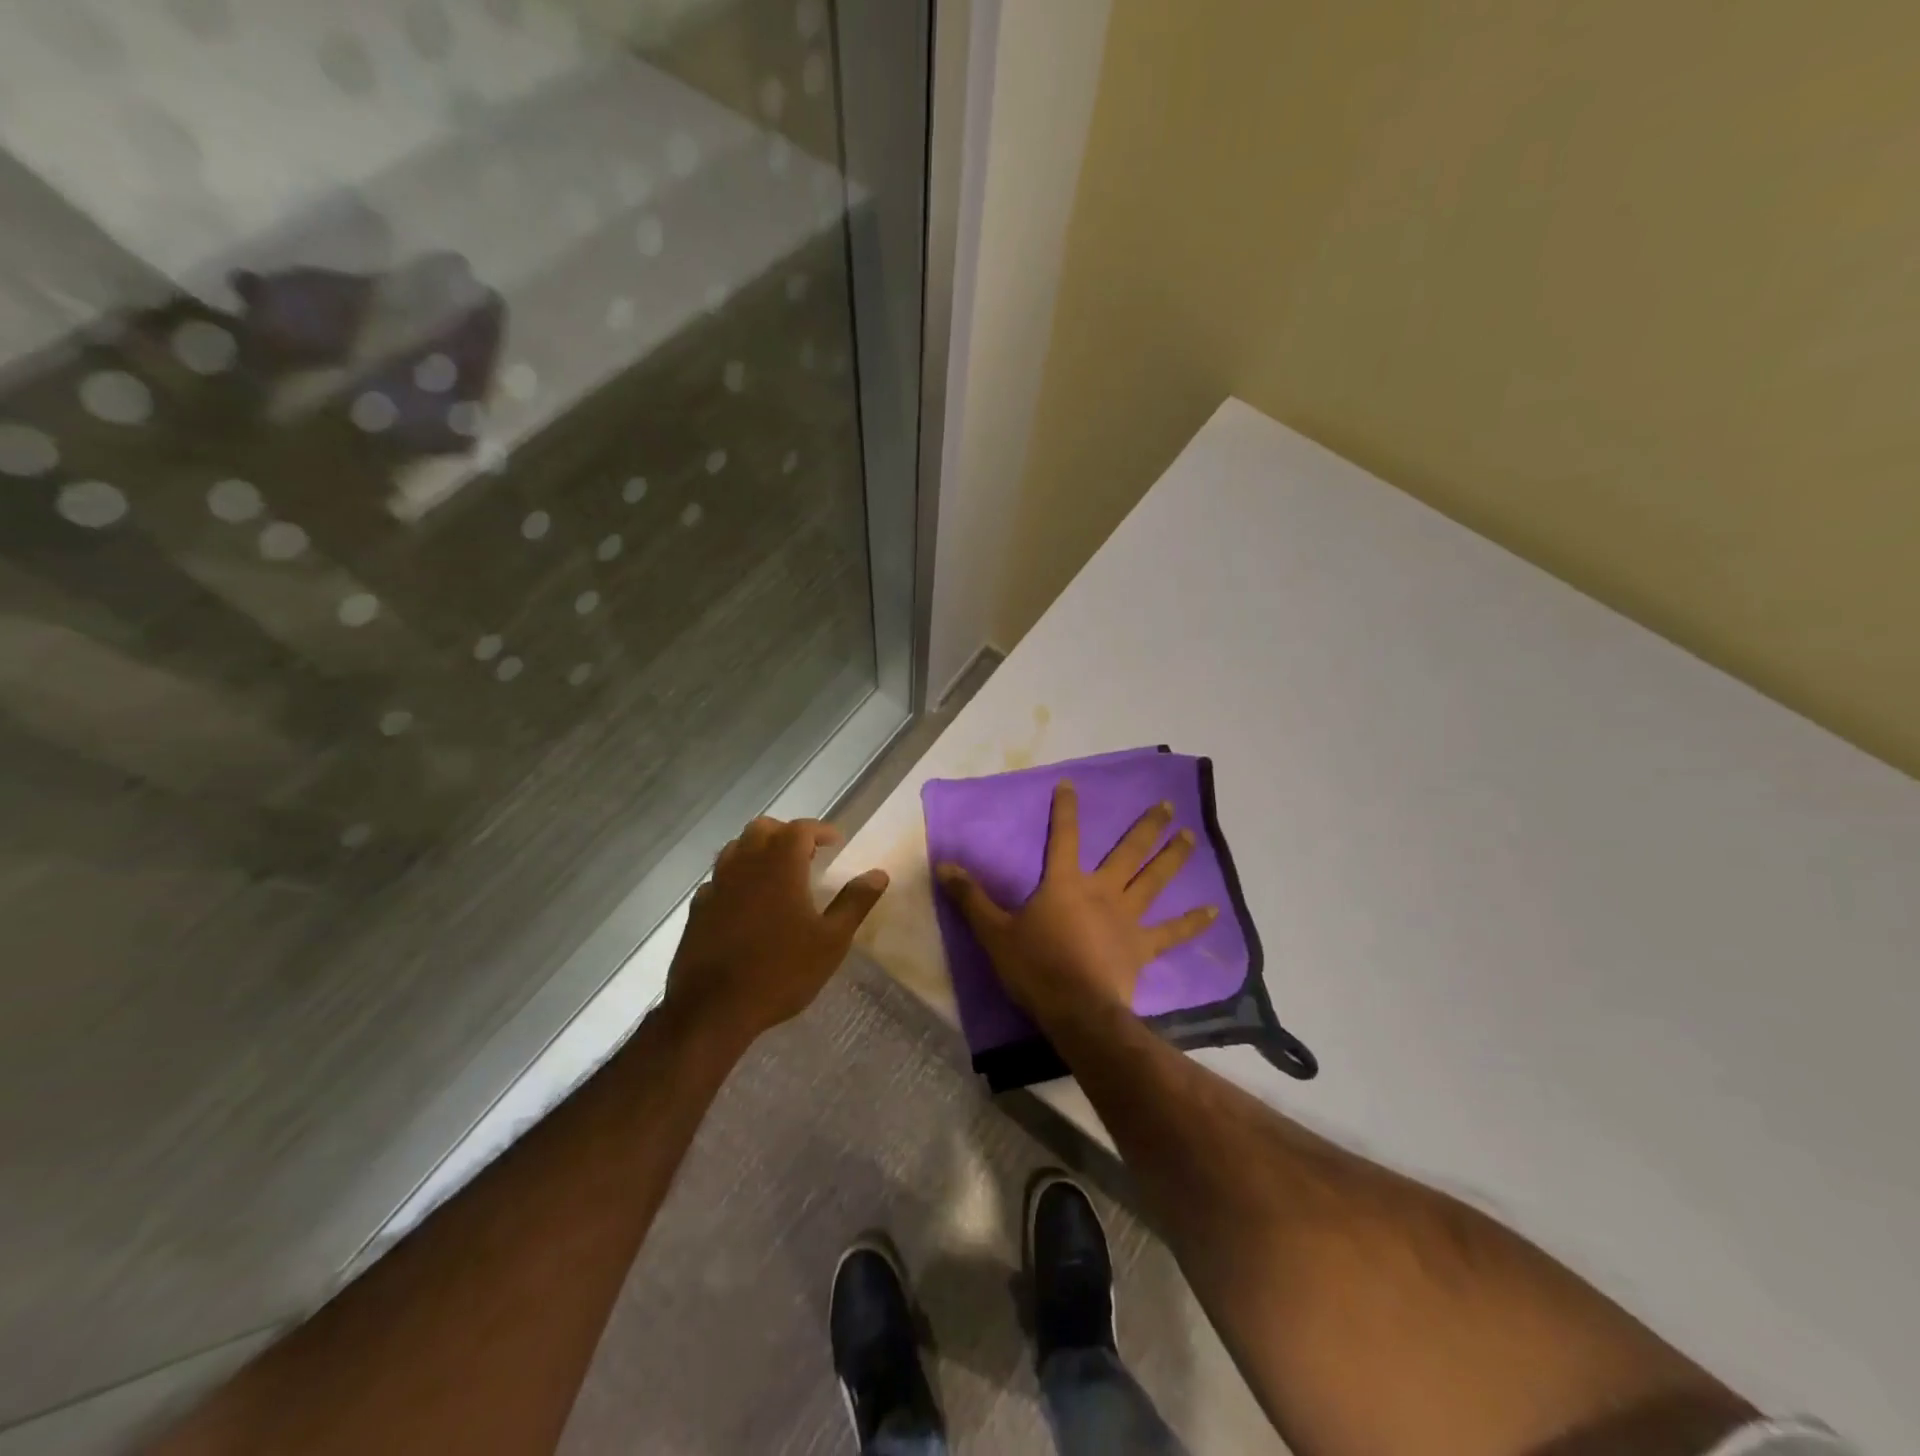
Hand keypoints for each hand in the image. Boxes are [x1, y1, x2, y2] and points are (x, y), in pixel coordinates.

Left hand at [664, 816, 888, 1044]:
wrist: (713, 1009)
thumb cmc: (781, 971)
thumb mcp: (831, 941)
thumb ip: (854, 902)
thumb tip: (879, 874)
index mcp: (780, 865)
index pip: (800, 829)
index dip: (820, 830)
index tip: (835, 842)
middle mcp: (745, 865)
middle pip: (762, 829)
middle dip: (786, 833)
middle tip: (805, 853)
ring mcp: (717, 885)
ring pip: (736, 848)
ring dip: (757, 850)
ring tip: (776, 872)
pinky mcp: (698, 909)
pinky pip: (718, 879)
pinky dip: (735, 878)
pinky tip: (745, 901)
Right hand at [936, 780, 1217, 1020]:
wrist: (1077, 1010)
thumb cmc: (1035, 967)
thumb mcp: (994, 932)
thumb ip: (971, 898)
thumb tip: (943, 865)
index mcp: (1065, 883)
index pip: (1062, 836)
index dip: (1065, 809)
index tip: (1071, 784)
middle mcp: (1102, 891)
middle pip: (1127, 852)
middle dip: (1146, 826)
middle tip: (1166, 806)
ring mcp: (1127, 917)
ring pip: (1154, 880)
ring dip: (1172, 857)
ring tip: (1189, 835)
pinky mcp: (1143, 946)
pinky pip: (1172, 932)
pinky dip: (1192, 922)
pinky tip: (1212, 911)